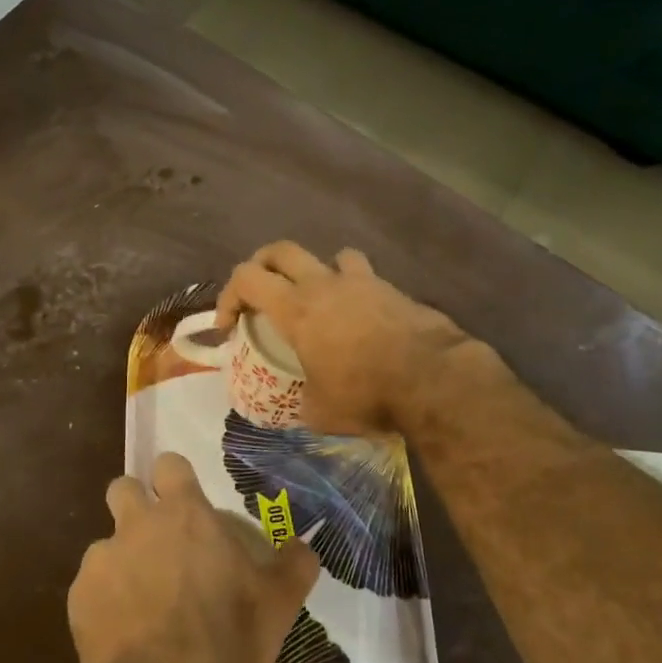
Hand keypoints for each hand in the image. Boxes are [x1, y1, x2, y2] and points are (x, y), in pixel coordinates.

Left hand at [71, 453, 318, 662]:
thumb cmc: (232, 639)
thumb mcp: (280, 601)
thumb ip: (294, 563)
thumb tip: (303, 546)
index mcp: (185, 515)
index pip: (168, 464)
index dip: (174, 479)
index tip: (183, 499)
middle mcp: (138, 525)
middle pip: (122, 489)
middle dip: (135, 506)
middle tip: (156, 542)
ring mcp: (102, 560)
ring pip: (105, 544)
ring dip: (121, 562)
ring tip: (141, 603)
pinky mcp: (78, 599)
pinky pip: (89, 587)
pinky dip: (104, 602)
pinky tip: (124, 634)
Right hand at [216, 242, 478, 434]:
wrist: (433, 378)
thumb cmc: (366, 393)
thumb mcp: (319, 411)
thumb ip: (302, 401)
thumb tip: (301, 406)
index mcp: (295, 309)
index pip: (245, 278)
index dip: (228, 297)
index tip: (229, 327)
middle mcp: (323, 284)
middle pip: (281, 250)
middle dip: (263, 266)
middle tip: (261, 293)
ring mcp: (362, 282)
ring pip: (330, 256)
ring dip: (317, 271)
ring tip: (320, 299)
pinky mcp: (393, 290)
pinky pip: (365, 276)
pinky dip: (356, 289)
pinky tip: (362, 317)